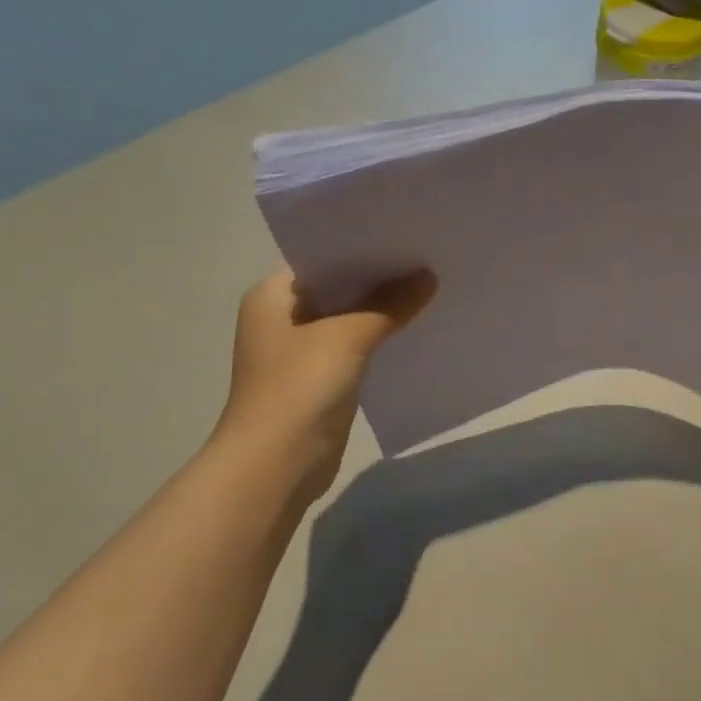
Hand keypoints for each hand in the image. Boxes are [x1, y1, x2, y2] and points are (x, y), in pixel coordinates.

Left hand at [215, 269, 436, 497]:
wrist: (276, 465)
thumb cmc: (298, 389)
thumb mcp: (347, 337)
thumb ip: (389, 305)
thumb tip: (429, 277)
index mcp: (271, 297)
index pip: (321, 258)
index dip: (362, 247)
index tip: (404, 235)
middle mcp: (282, 318)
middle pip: (338, 289)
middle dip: (379, 279)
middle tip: (426, 259)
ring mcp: (300, 352)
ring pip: (349, 320)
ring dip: (382, 311)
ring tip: (429, 289)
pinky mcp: (319, 381)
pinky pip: (355, 349)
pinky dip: (380, 340)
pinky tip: (414, 330)